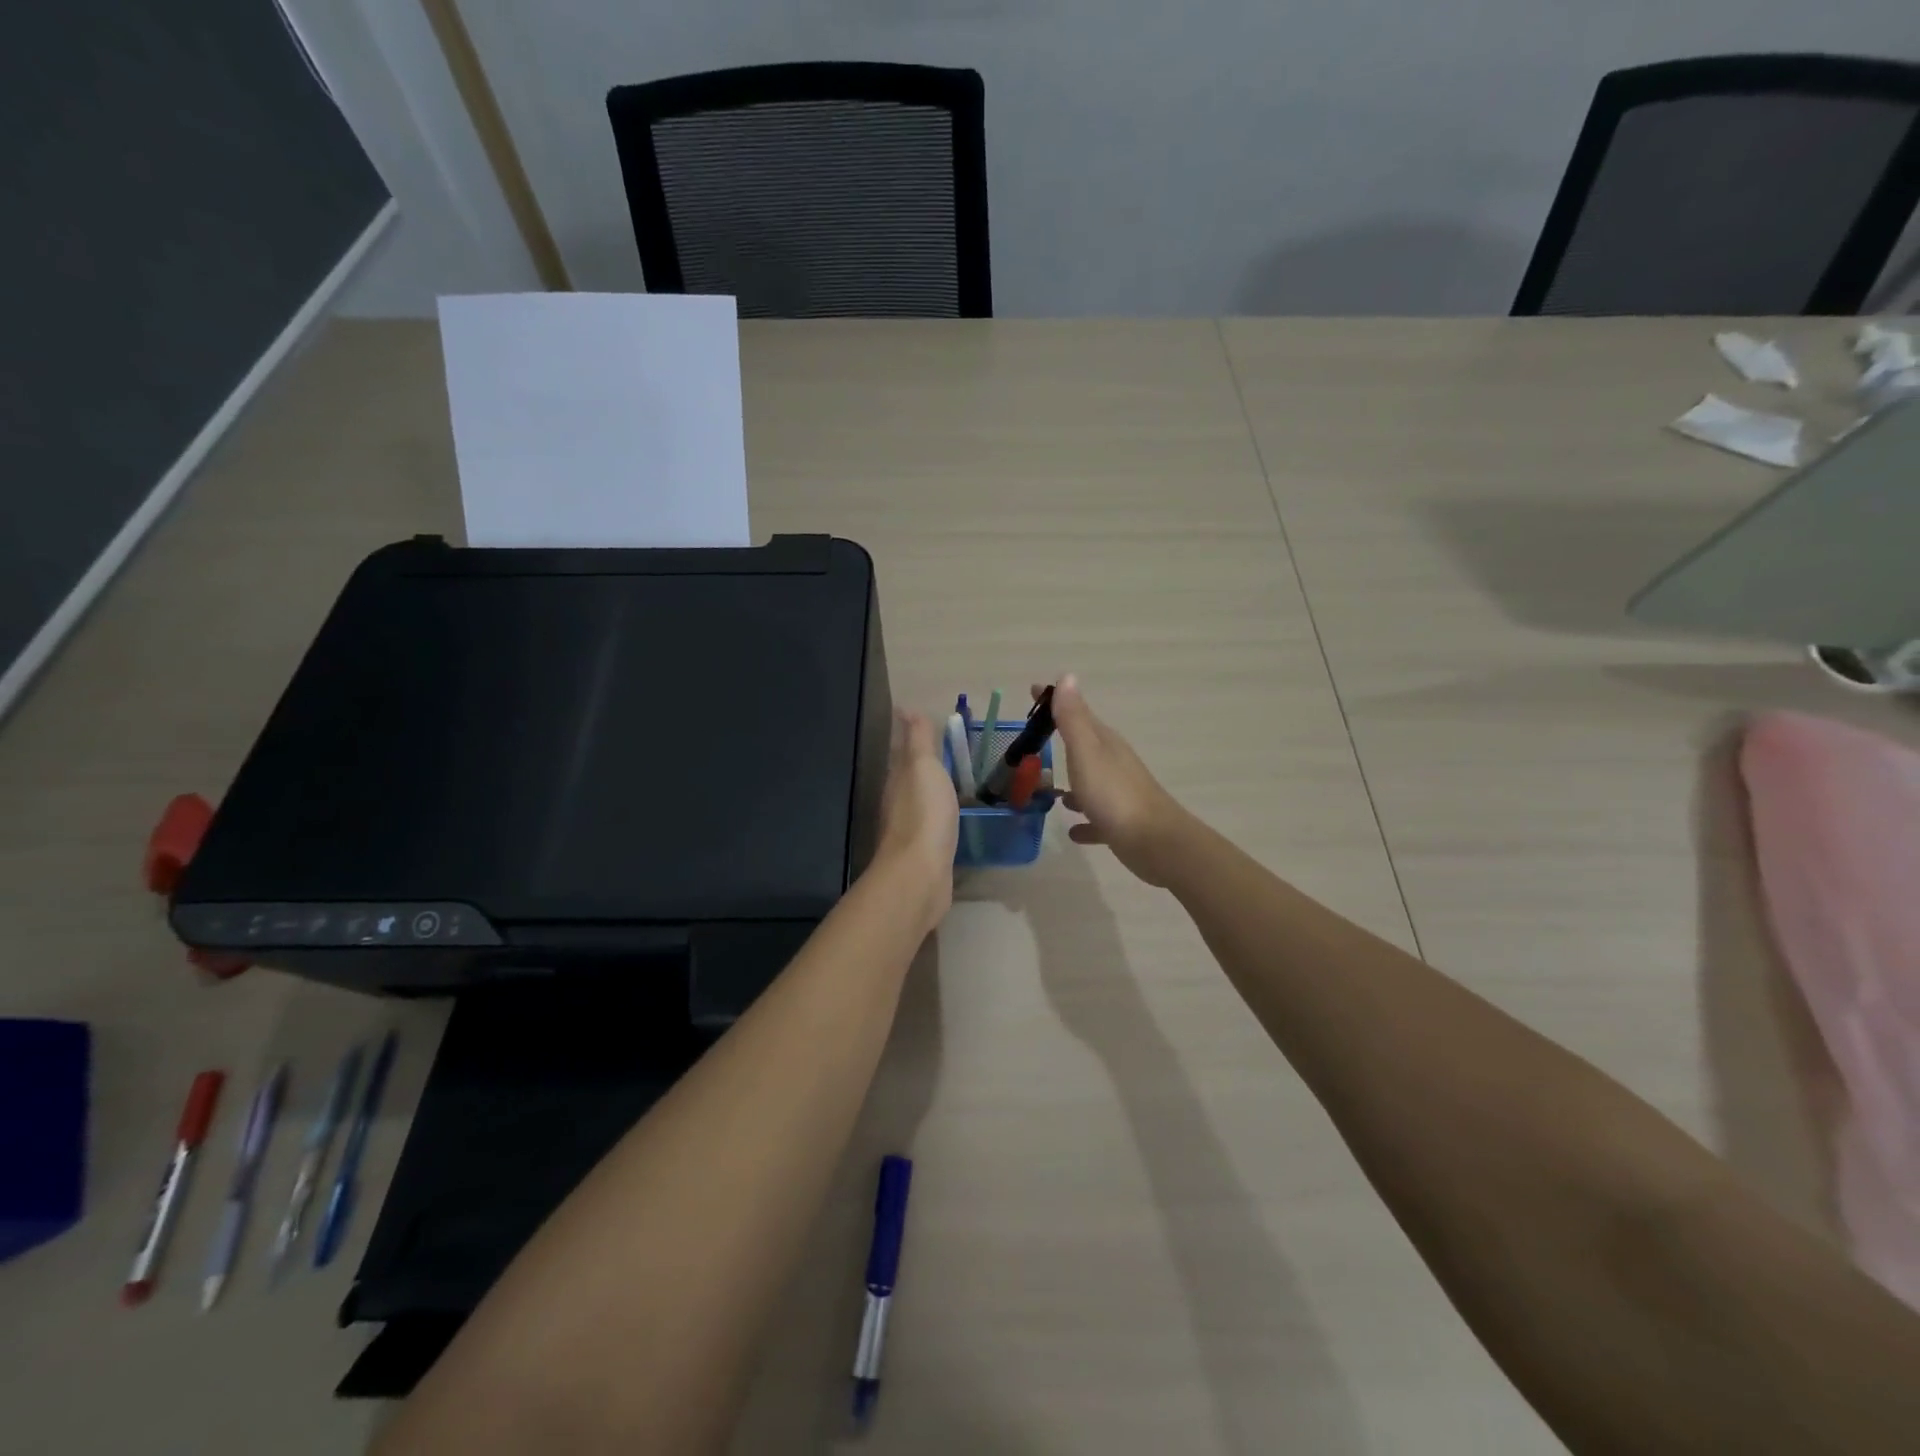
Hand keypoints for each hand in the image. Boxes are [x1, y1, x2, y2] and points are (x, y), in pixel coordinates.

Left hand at [874, 709, 958, 930]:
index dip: (910, 737)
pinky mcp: (925, 854)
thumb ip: (918, 740)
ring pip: (919, 802)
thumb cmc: (924, 813)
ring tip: (950, 782)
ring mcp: (910, 831)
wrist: (920, 873)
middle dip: (919, 763)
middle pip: (908, 777)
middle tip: (941, 750)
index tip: (920, 722)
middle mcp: (898, 803)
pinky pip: (932, 826)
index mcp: (898, 779)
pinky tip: (950, 819)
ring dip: (930, 790)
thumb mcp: (923, 767)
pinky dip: (938, 816)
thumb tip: (906, 709)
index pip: (902, 752)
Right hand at [1044, 675, 1193, 887]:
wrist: (1156, 842)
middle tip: (1033, 742)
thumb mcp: (1087, 752)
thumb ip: (1074, 719)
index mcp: (1104, 743)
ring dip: (1073, 785)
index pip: (1077, 713)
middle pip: (1084, 746)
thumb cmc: (1114, 795)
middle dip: (1061, 741)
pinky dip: (1084, 820)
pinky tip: (1072, 830)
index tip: (1033, 691)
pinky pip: (1097, 818)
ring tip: (1049, 792)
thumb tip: (1067, 676)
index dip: (1055, 702)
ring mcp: (1118, 794)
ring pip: (1090, 782)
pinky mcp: (1120, 823)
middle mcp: (1113, 764)